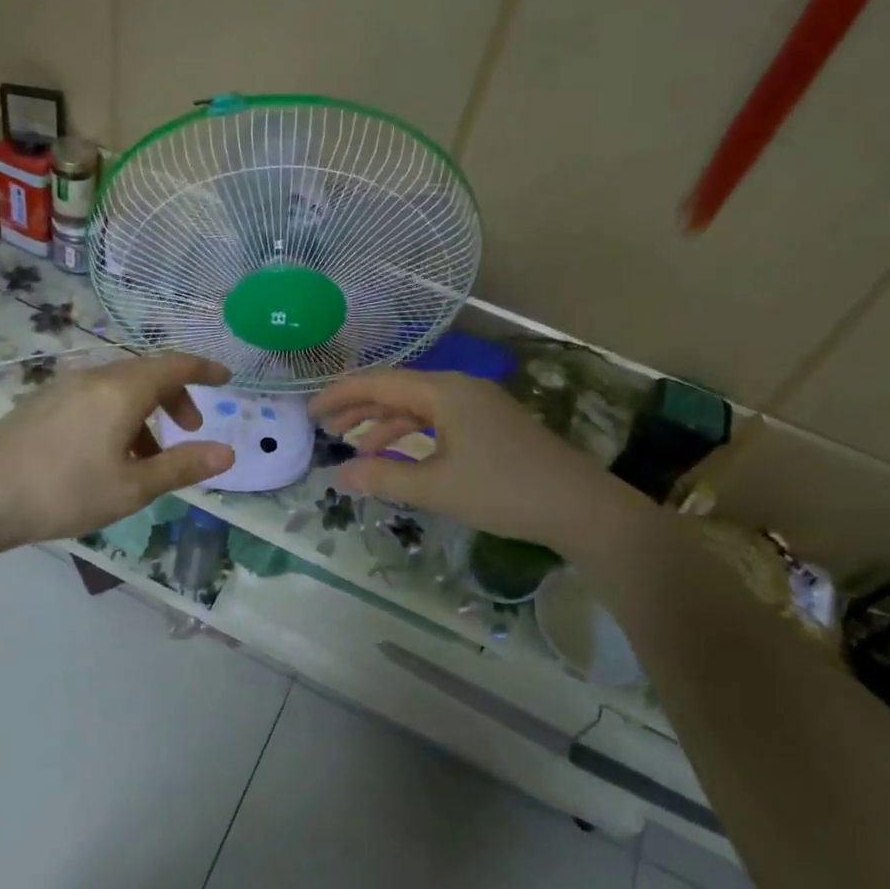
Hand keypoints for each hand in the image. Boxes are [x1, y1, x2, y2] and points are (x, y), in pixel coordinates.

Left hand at [0, 353, 236, 552]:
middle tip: (188, 429)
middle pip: (147, 374)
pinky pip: (93, 397)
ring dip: (144, 411)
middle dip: (175, 397)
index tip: (226, 379)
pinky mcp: (40, 403)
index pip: (175, 365)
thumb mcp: (132, 487)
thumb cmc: (64, 491)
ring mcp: (62, 387)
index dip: (204, 370)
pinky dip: (116, 415)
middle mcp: (94, 378)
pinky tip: (105, 454)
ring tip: (145, 456)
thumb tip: (228, 453)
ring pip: (118, 388)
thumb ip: (182, 466)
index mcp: (122, 390)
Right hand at [310, 370, 610, 547]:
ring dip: (385, 423)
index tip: (310, 412)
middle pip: (397, 389)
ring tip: (356, 446)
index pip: (378, 382)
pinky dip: (413, 434)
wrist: (578, 505)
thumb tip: (338, 476)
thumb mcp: (435, 487)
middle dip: (359, 407)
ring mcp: (478, 404)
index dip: (340, 395)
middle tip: (326, 428)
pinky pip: (439, 419)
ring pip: (419, 405)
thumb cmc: (502, 490)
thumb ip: (382, 478)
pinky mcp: (491, 423)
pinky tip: (400, 455)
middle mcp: (459, 388)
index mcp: (443, 391)